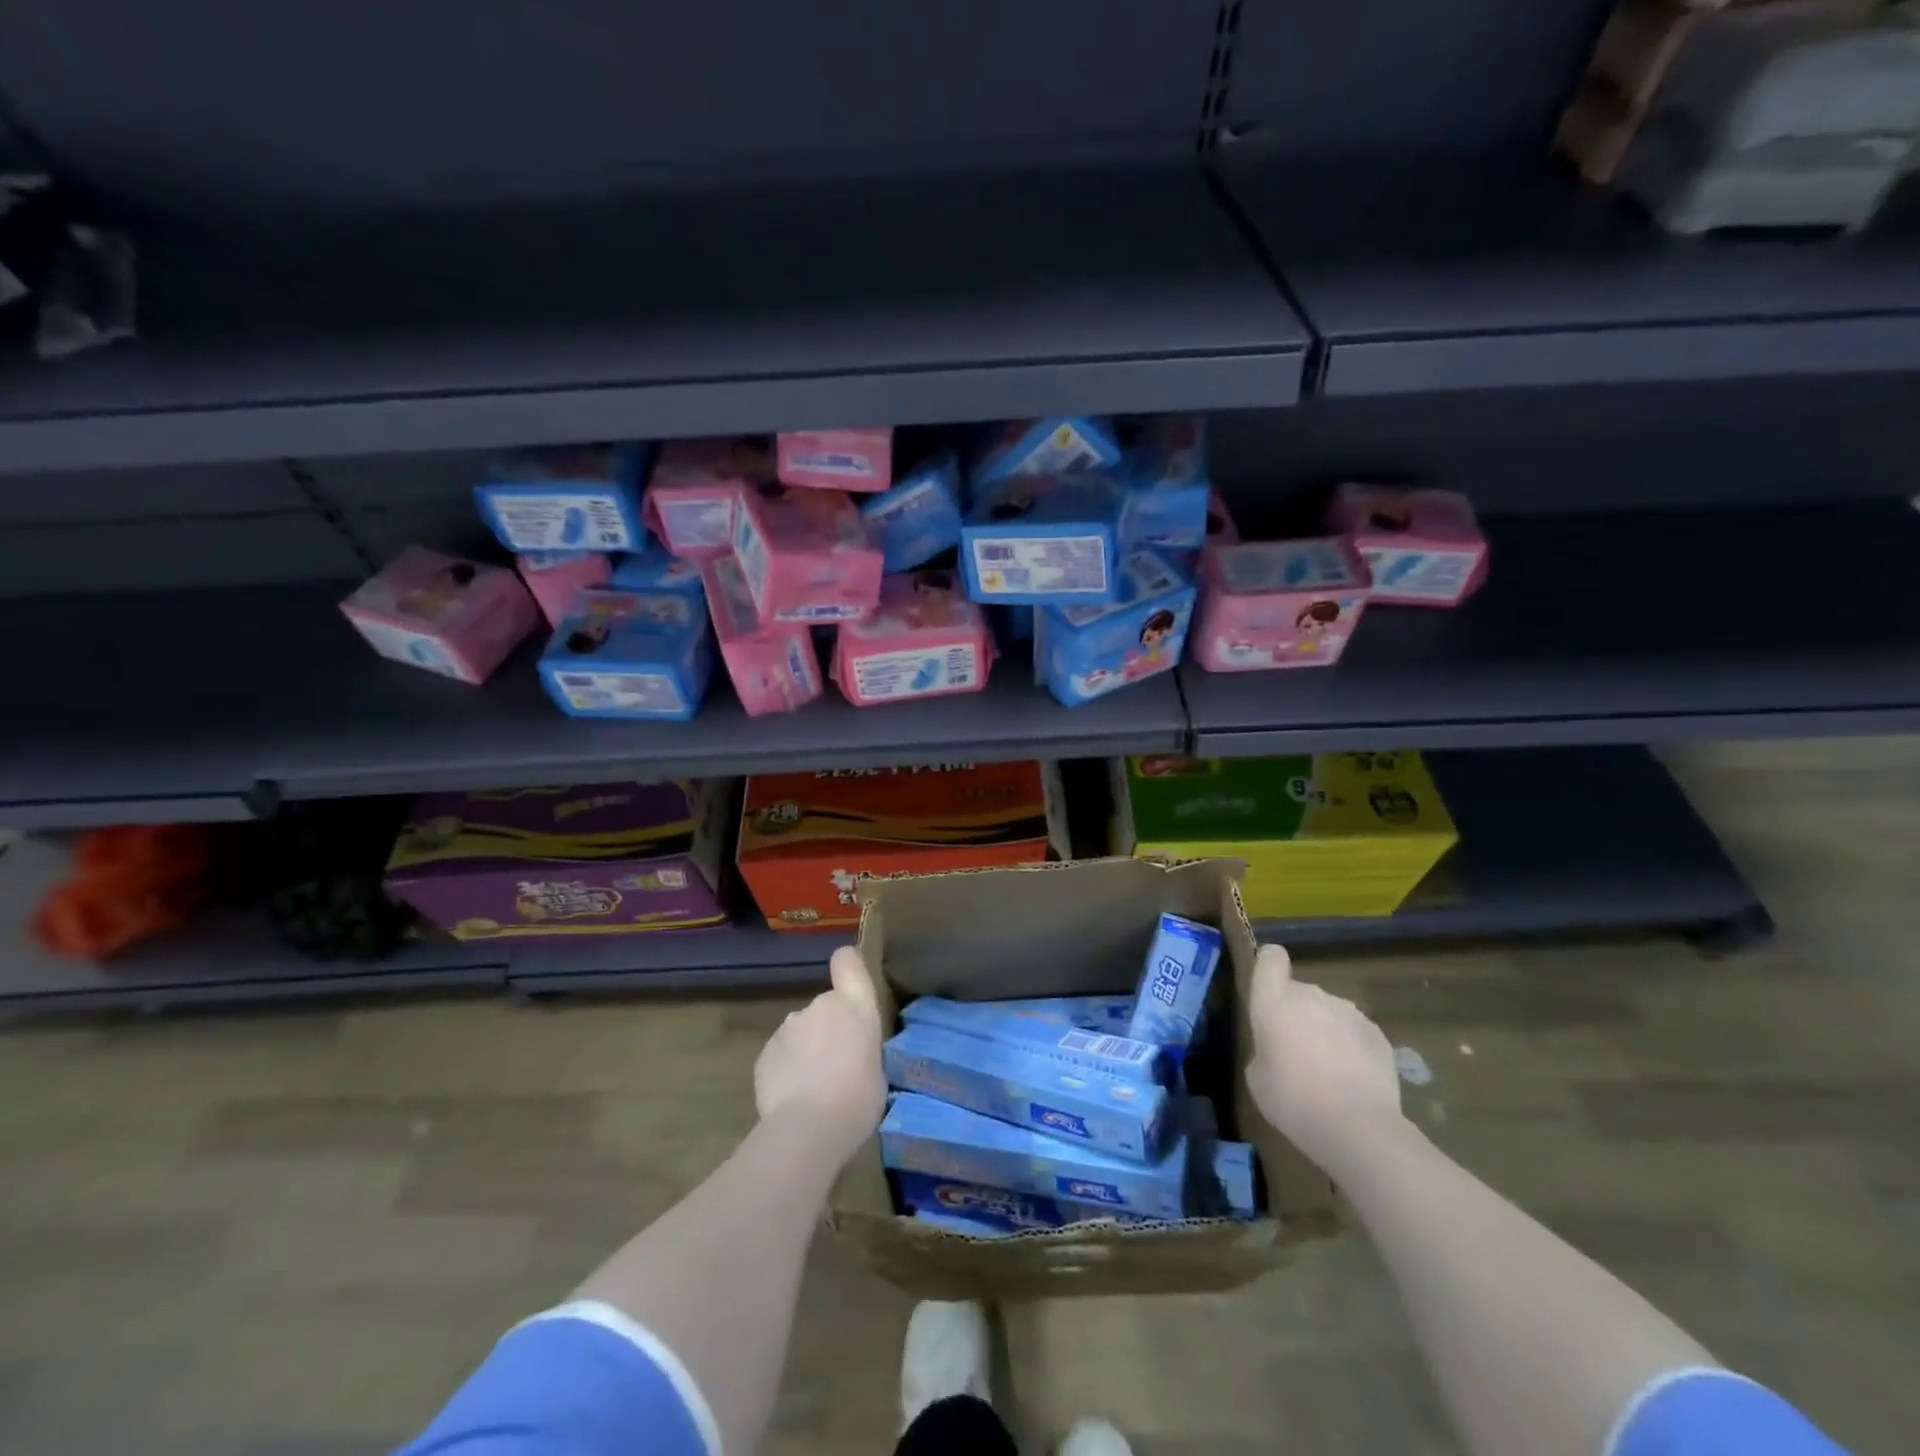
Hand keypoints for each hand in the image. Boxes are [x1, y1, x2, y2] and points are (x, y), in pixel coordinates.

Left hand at [754, 945, 886, 1162]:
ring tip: (813, 1088)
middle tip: (837, 1066)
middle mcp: (820, 1006)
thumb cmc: (858, 1101)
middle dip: (829, 1029)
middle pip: (826, 1007)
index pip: (847, 961)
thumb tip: (850, 1053)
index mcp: (855, 1007)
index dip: (847, 965)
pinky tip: (793, 1098)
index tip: (848, 978)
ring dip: (807, 1049)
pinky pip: (781, 1054)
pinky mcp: (765, 1051)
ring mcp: (789, 1026)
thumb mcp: (877, 1071)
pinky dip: (787, 1069)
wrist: (808, 1130)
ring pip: (801, 1032)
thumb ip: (862, 1048)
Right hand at [1244, 943, 1404, 1174]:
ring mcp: (1349, 1012)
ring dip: (1326, 1031)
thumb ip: (1265, 1049)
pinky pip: (1356, 1033)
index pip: (1270, 958)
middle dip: (1298, 1014)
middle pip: (1300, 991)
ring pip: (1330, 1013)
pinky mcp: (1378, 1035)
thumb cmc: (1291, 1099)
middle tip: (1296, 1053)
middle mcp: (1311, 995)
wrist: (1356, 1127)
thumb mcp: (1258, 1077)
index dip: (1269, 967)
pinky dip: (1352, 1049)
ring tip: (1329, 1073)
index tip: (1269, 990)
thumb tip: (1280, 1049)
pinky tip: (1354, 1082)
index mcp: (1274, 1001)